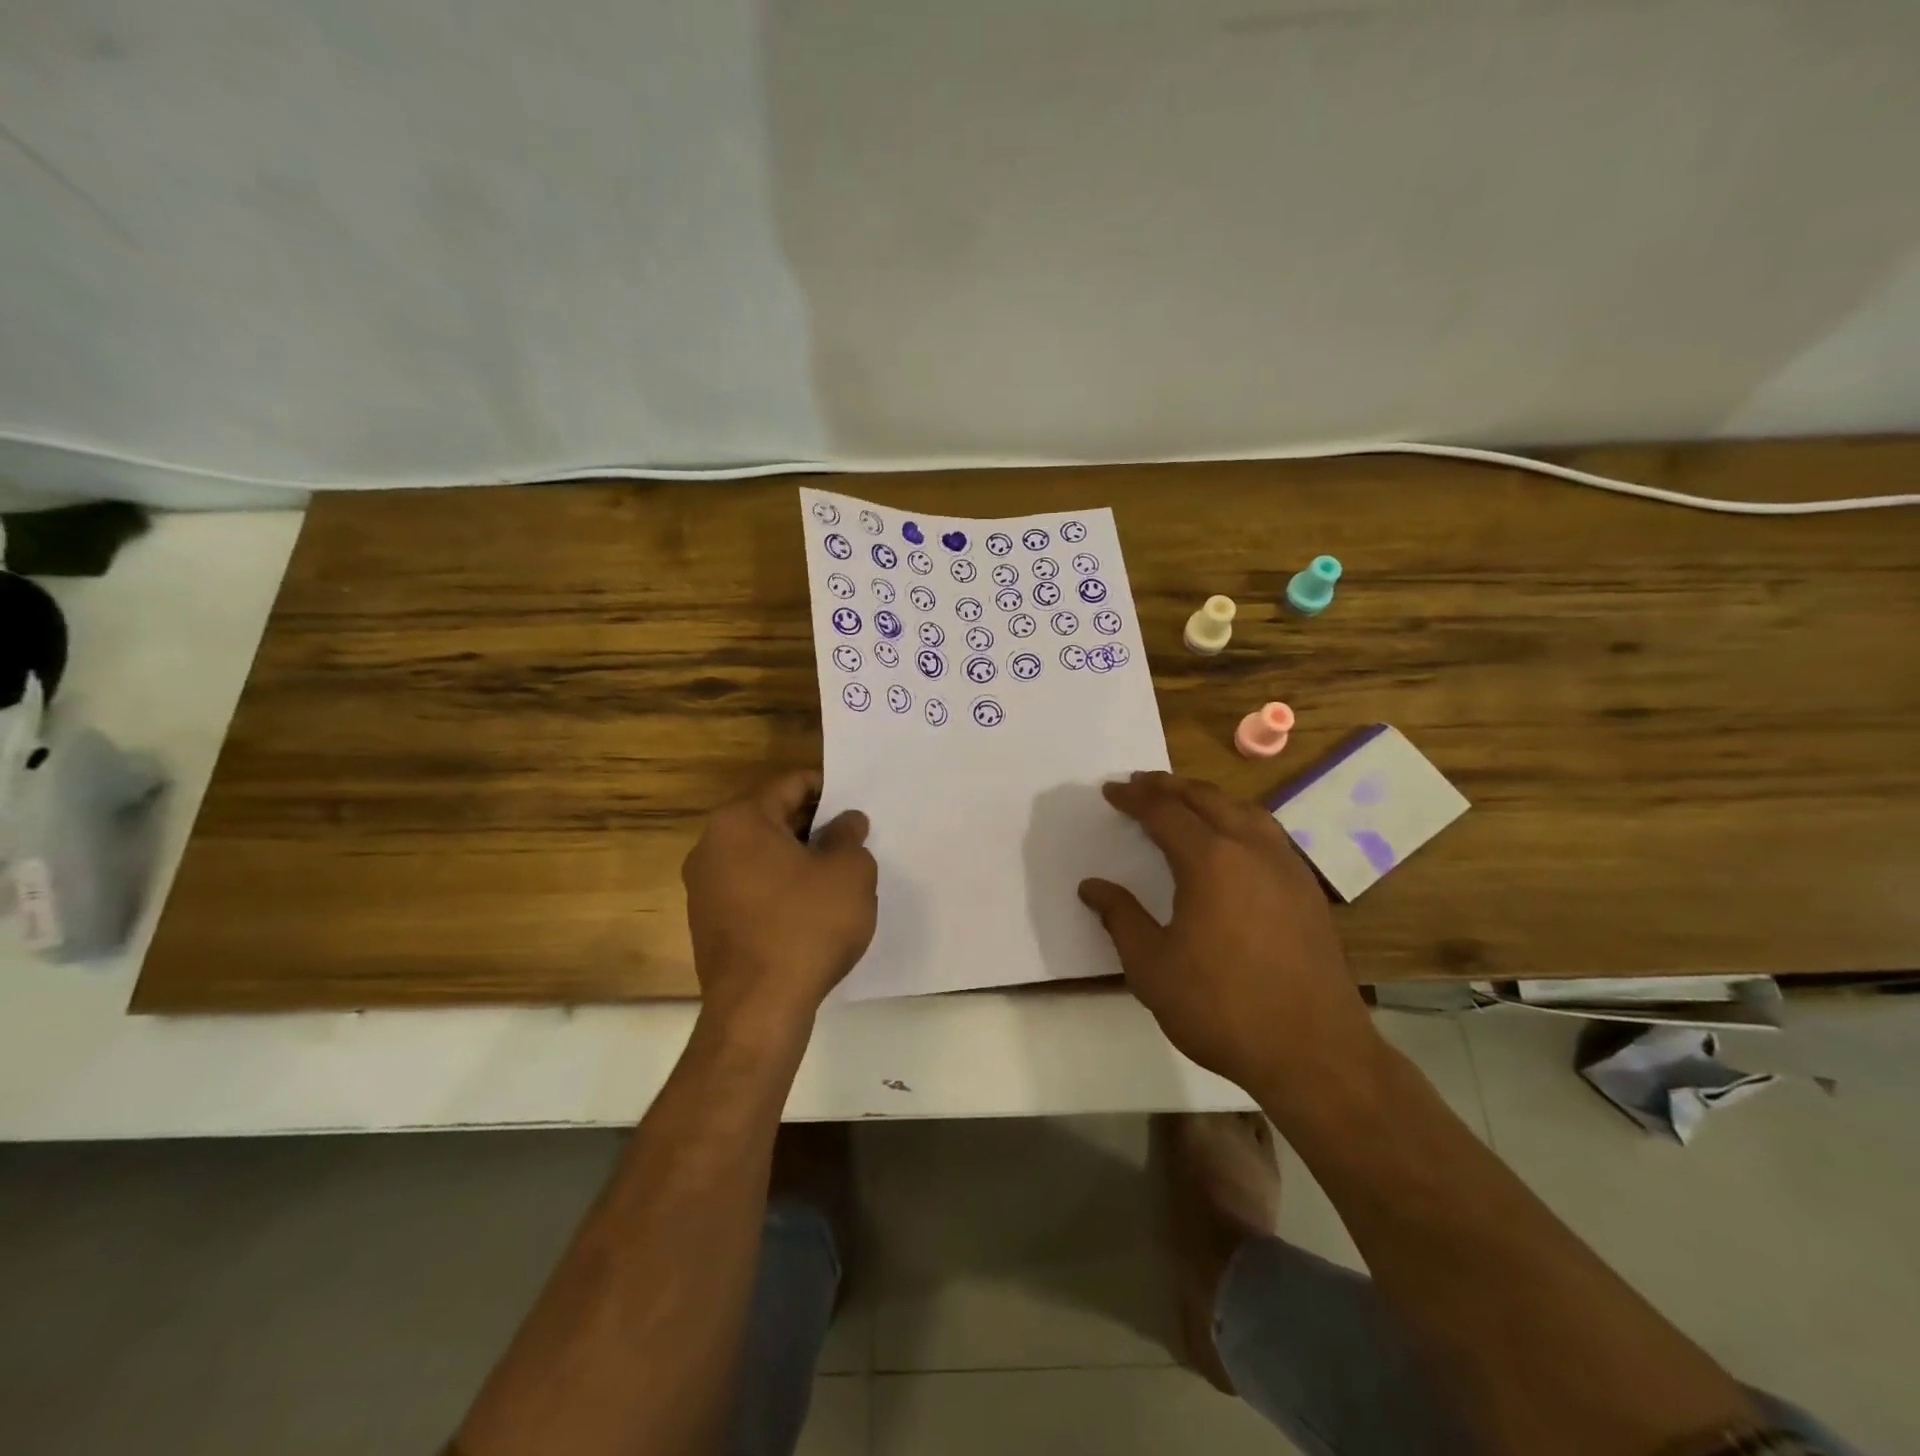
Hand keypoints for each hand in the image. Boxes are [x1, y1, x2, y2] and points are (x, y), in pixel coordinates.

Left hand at [682, 771, 877, 1035]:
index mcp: (739, 822)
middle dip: (813, 826)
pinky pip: (751, 889)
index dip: (827, 789)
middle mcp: (711, 847)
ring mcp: (704, 888)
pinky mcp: (707, 924)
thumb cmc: (807, 926)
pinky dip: (780, 888)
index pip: (789, 786)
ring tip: (836, 874)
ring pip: (761, 856)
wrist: (759, 1009)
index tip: (854, 803)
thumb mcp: (849, 872)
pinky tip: (811, 909)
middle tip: (852, 838)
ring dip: (797, 858)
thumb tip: (846, 822)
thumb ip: (849, 837)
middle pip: (771, 819)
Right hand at [1078, 771, 1382, 1106]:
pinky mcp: (1307, 890)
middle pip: (1206, 798)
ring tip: (1184, 801)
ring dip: (1208, 798)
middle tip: (1140, 784)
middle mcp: (1252, 849)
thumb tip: (1092, 886)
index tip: (1110, 791)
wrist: (1314, 1052)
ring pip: (1244, 810)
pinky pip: (1267, 833)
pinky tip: (1232, 841)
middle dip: (1169, 787)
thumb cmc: (1221, 1007)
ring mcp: (1287, 867)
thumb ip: (1120, 918)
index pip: (1164, 812)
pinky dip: (1238, 819)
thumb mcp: (1152, 967)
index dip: (1134, 798)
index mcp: (1210, 860)